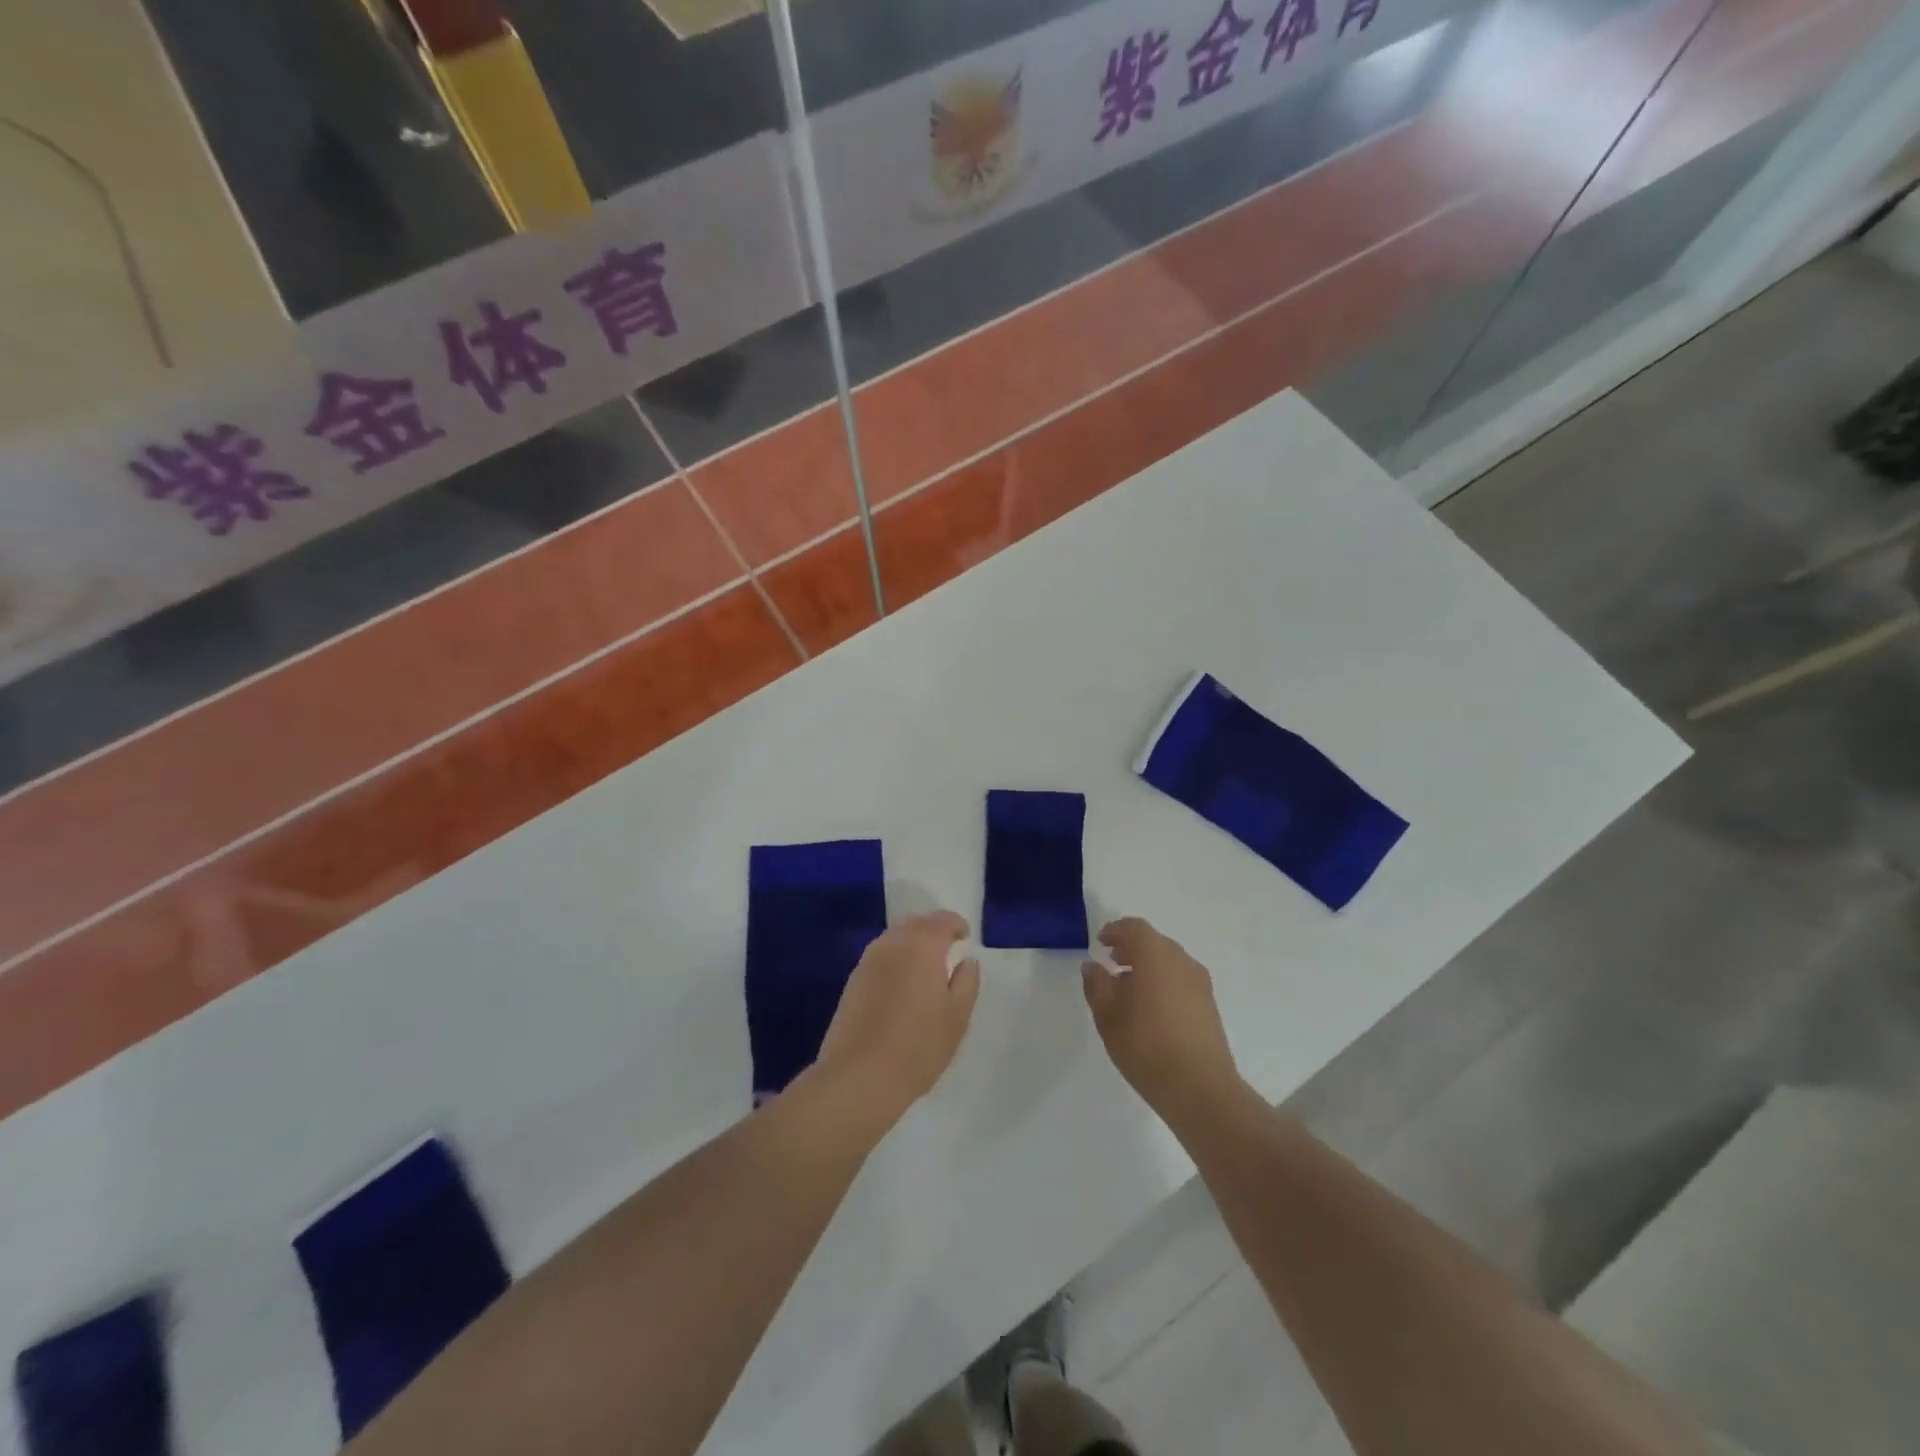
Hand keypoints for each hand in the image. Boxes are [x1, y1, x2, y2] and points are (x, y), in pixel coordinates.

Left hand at [814, 911, 980, 1125]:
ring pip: (895, 938)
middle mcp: (893, 943)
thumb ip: (967, 982)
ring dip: (912, 942)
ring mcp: (868, 960)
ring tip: (926, 965)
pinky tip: (902, 982)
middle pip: (916, 923)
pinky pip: (881, 955)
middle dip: (933, 930)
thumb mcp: (957, 1017)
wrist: (858, 1076)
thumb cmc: (918, 1046)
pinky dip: (895, 958)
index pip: (942, 920)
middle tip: (947, 947)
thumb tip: (966, 961)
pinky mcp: (853, 980)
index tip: (965, 937)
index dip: (957, 925)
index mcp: (922, 945)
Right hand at [1082, 917, 1240, 1121]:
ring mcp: (1200, 983)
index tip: (1101, 943)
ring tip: (1128, 989)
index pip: (1135, 928)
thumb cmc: (1146, 1045)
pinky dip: (1163, 982)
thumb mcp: (1107, 1015)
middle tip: (1111, 962)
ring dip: (1148, 966)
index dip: (1115, 931)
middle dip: (1131, 948)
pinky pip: (1181, 980)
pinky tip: (1150, 1009)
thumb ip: (1097, 984)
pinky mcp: (1209, 1005)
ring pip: (1169, 961)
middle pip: (1154, 942)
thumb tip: (1093, 966)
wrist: (1200, 1088)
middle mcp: (1181, 961)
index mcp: (1155, 955)